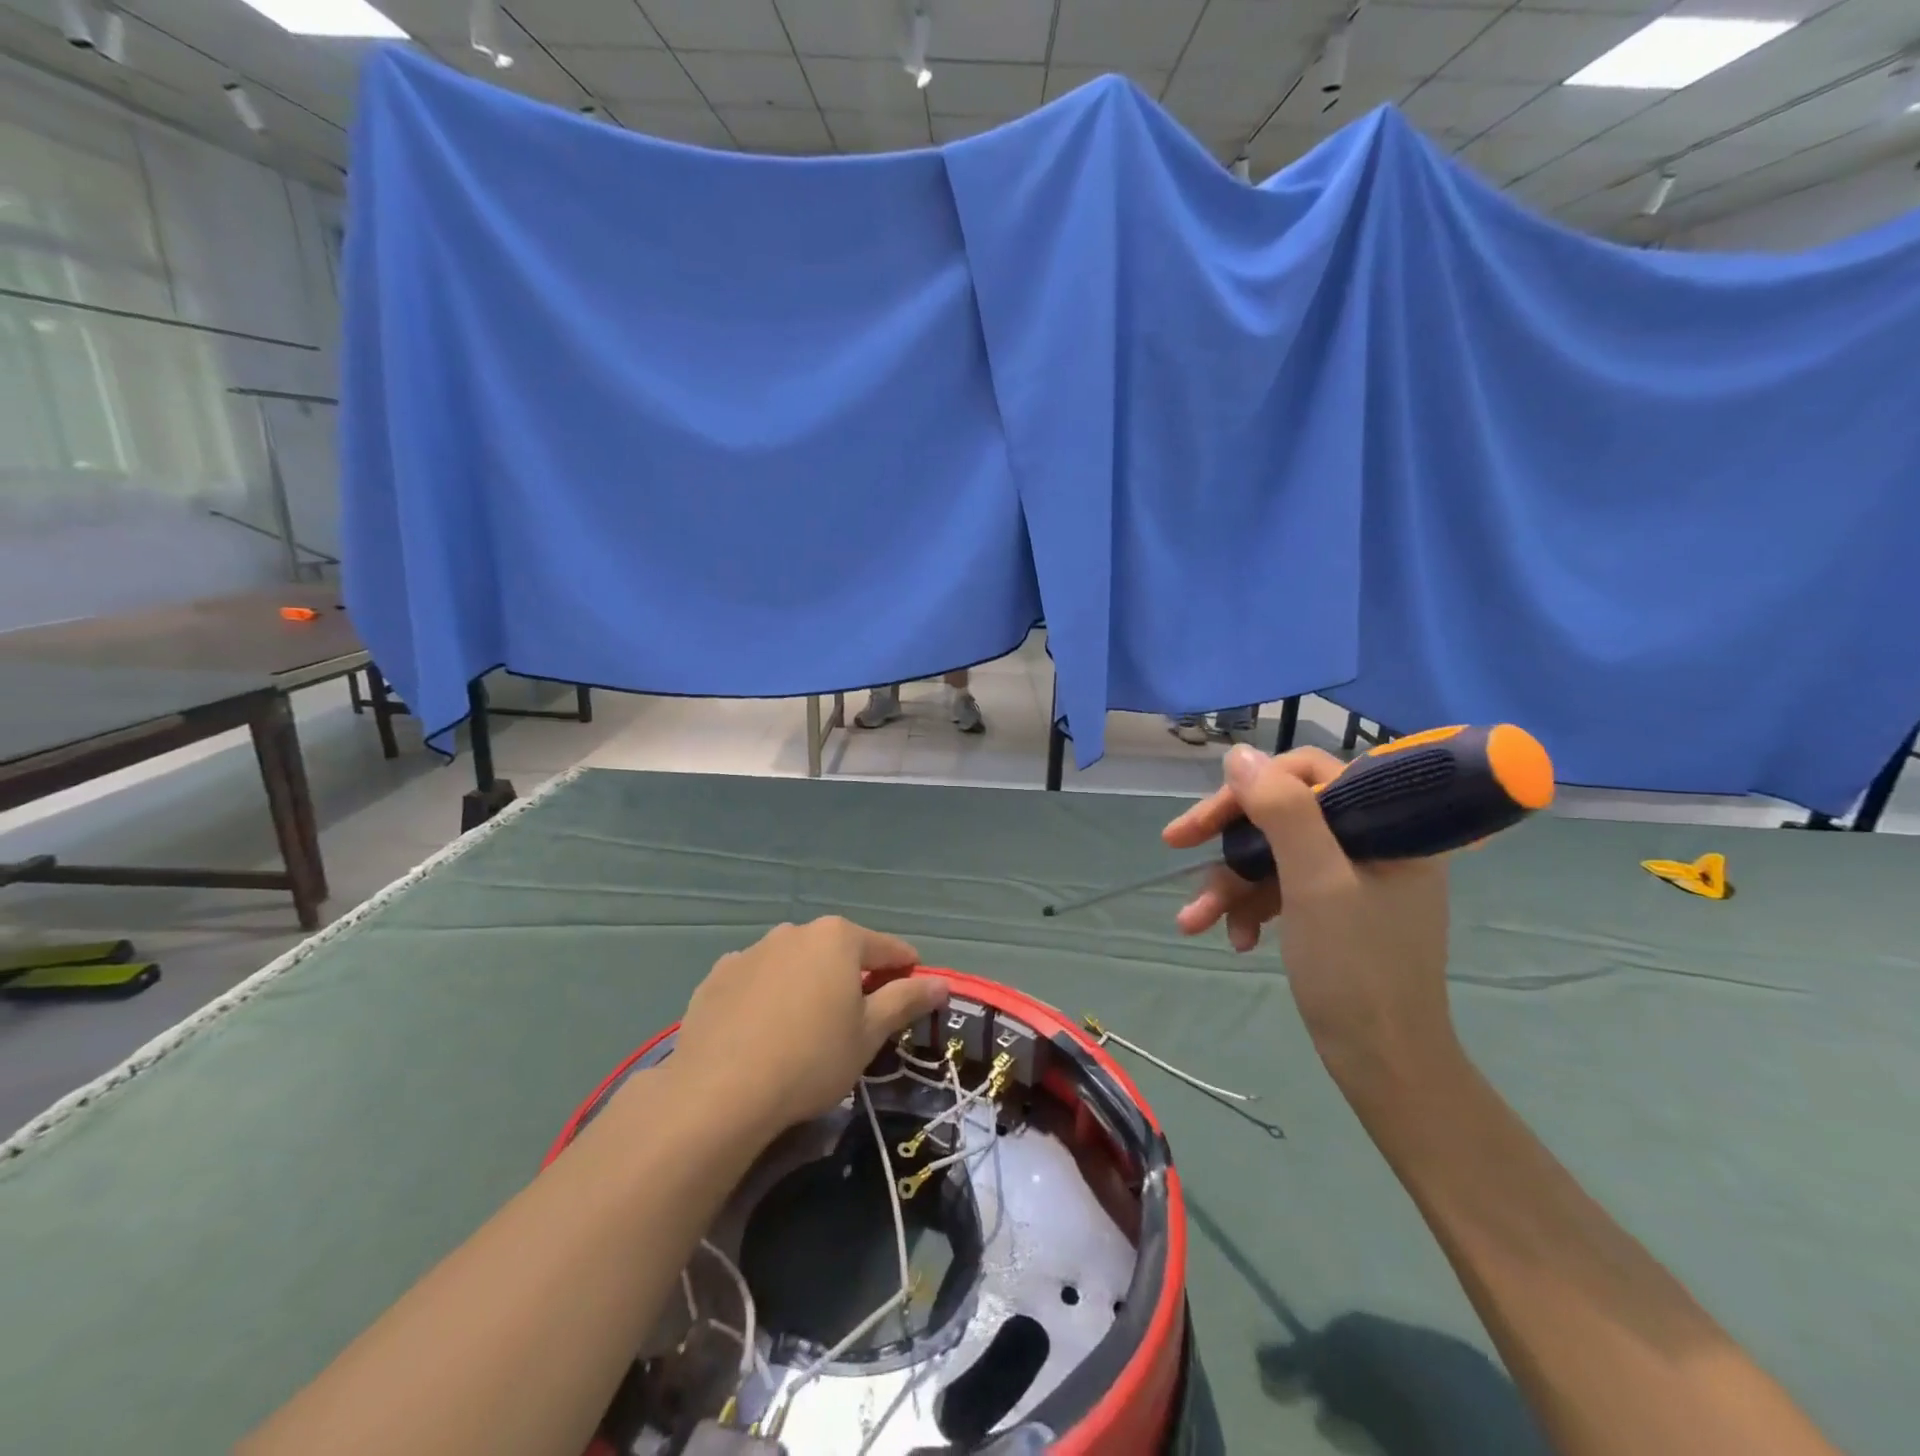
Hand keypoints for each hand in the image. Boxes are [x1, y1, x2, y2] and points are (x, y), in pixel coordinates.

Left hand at [670, 917, 949, 1135]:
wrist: (719, 1091)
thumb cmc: (811, 1058)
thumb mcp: (869, 1034)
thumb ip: (907, 1000)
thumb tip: (942, 982)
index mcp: (838, 937)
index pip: (887, 948)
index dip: (906, 970)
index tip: (914, 992)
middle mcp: (795, 931)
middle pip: (837, 951)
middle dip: (852, 977)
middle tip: (857, 1019)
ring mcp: (751, 951)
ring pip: (794, 963)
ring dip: (807, 984)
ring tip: (805, 1028)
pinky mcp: (717, 976)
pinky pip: (756, 980)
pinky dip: (767, 996)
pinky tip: (762, 1032)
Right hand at [1162, 745, 1456, 1086]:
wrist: (1382, 1063)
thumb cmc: (1357, 969)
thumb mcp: (1316, 882)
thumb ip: (1282, 811)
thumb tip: (1239, 754)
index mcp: (1388, 824)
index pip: (1309, 772)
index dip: (1251, 788)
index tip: (1207, 817)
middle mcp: (1372, 840)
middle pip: (1282, 812)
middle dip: (1227, 839)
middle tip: (1174, 845)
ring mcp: (1351, 875)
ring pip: (1273, 853)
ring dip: (1229, 883)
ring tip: (1193, 921)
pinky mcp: (1332, 907)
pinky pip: (1280, 886)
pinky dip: (1250, 906)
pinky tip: (1235, 938)